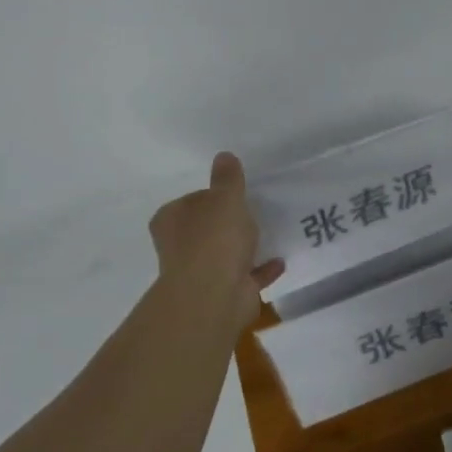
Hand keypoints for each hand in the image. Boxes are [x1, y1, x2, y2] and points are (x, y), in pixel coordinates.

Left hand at [148, 153, 285, 336]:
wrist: (214, 295)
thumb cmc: (214, 239)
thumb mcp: (226, 198)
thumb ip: (228, 178)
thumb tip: (223, 156)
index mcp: (172, 220)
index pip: (191, 200)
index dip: (212, 196)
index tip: (235, 194)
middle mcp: (180, 246)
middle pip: (206, 228)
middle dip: (227, 223)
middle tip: (254, 211)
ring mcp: (201, 272)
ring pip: (224, 254)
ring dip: (243, 247)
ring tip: (269, 233)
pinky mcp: (223, 292)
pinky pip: (246, 275)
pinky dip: (260, 269)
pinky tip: (279, 260)